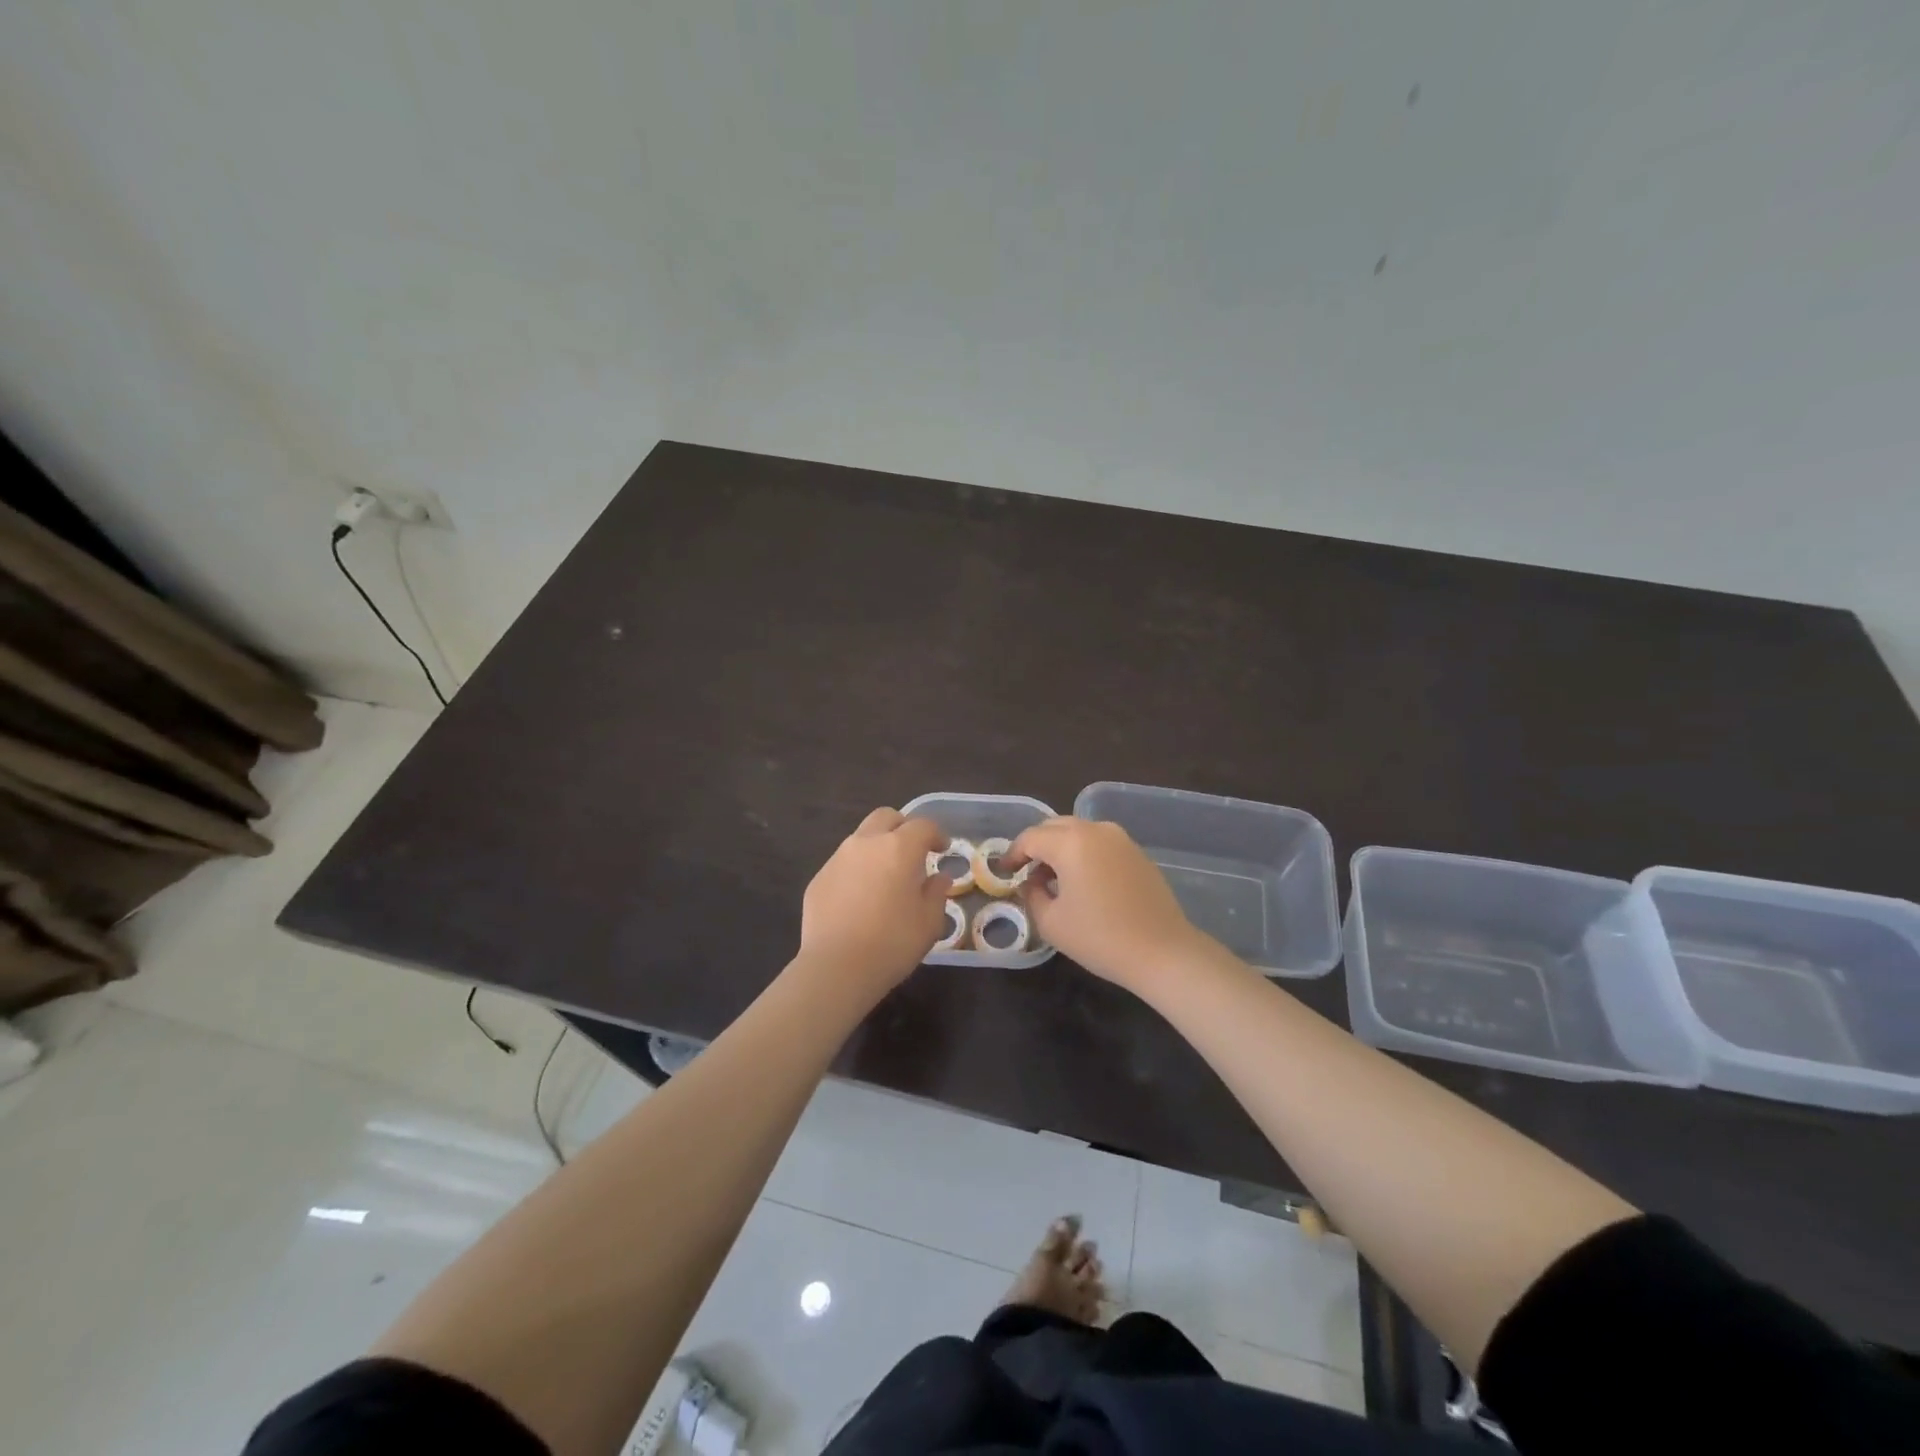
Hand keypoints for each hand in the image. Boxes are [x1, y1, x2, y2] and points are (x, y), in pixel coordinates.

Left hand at [799, 808, 951, 996]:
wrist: (836, 967)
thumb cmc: (892, 942)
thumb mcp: (929, 922)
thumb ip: (936, 893)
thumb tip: (939, 878)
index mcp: (899, 848)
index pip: (923, 826)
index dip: (936, 834)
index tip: (942, 849)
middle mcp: (866, 843)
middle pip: (886, 817)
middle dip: (902, 827)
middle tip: (912, 852)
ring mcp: (837, 859)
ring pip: (861, 838)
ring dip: (877, 848)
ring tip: (885, 877)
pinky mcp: (818, 879)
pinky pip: (842, 864)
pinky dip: (856, 870)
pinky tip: (859, 899)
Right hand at [1007, 817, 1203, 990]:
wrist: (1163, 951)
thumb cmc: (1100, 938)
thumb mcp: (1051, 922)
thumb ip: (1031, 895)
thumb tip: (1030, 883)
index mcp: (1071, 842)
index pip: (1031, 838)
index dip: (1013, 853)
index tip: (1005, 871)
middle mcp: (1096, 830)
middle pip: (1055, 827)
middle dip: (1036, 845)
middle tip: (1026, 870)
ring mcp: (1121, 839)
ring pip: (1079, 832)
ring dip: (1060, 848)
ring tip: (1053, 877)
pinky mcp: (1137, 852)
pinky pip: (1100, 843)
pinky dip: (1083, 853)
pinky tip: (1082, 881)